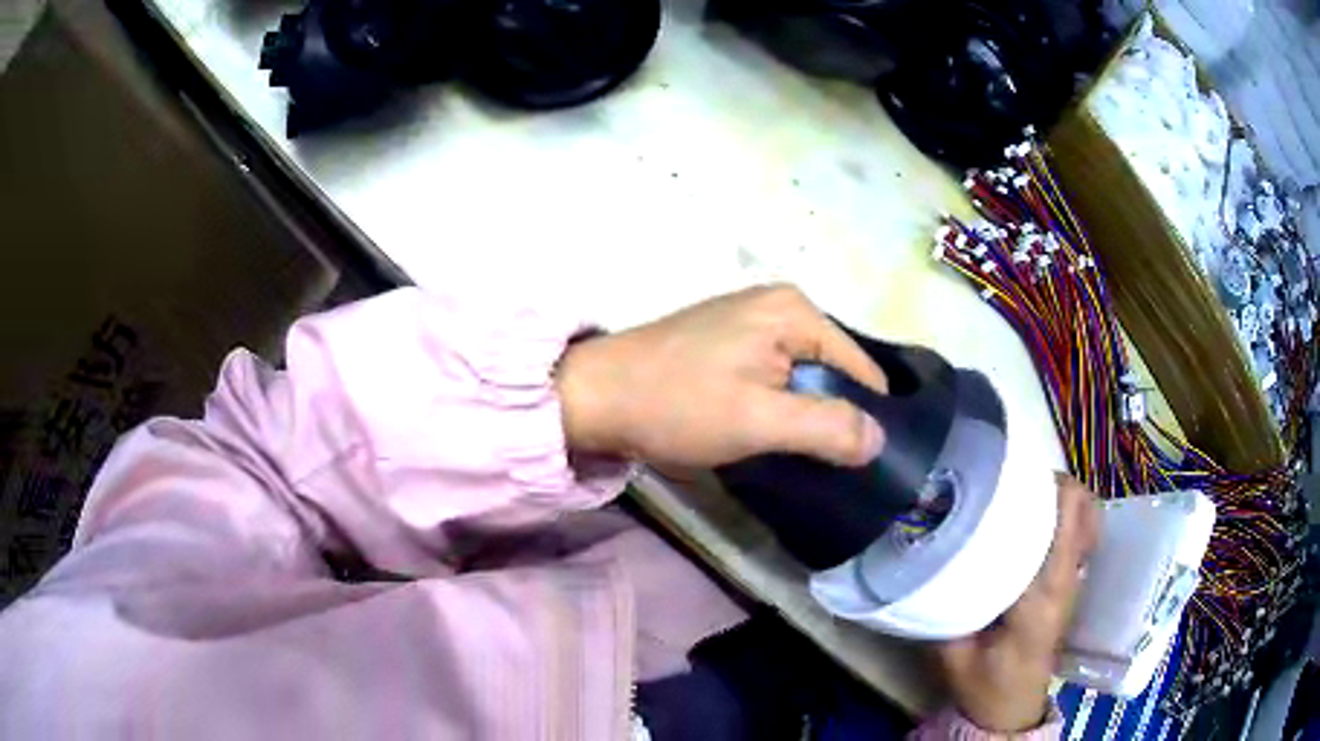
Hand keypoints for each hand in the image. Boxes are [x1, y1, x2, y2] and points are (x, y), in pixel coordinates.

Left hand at [556, 284, 887, 468]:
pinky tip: (768, 435)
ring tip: (797, 456)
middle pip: (832, 371)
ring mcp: (750, 322)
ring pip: (802, 378)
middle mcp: (779, 305)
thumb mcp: (760, 421)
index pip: (860, 368)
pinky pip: (774, 377)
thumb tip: (879, 440)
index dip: (865, 416)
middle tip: (825, 466)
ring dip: (802, 415)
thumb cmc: (678, 404)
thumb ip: (826, 428)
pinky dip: (778, 406)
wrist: (595, 397)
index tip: (861, 463)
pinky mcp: (728, 343)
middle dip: (831, 416)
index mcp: (795, 311)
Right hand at [934, 474, 1100, 732]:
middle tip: (1008, 484)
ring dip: (1057, 496)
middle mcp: (1067, 577)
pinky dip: (1060, 515)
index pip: (1065, 521)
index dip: (1044, 487)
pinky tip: (1028, 525)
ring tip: (1019, 499)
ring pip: (1084, 513)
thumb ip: (942, 606)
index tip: (1007, 477)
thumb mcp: (951, 653)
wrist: (1012, 707)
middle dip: (1050, 483)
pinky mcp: (1070, 581)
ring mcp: (1074, 578)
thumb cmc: (983, 684)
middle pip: (1082, 505)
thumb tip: (922, 558)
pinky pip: (1076, 530)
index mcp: (1043, 593)